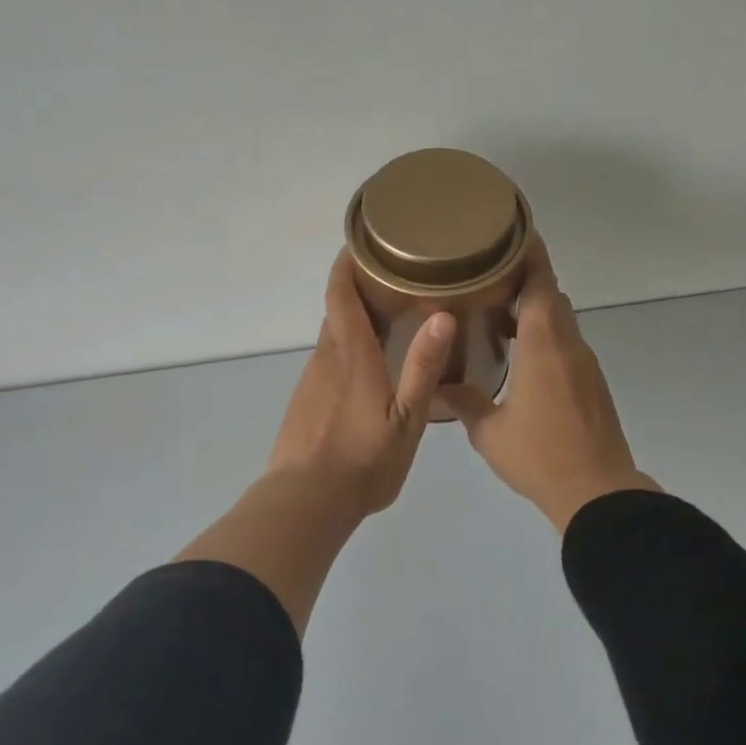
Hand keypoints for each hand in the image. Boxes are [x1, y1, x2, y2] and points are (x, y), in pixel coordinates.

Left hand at [266, 250, 456, 518]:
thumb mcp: (406, 420)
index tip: (362, 242)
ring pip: (332, 338)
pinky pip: (327, 362)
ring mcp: (311, 381)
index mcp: (351, 356)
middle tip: (394, 279)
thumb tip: (441, 315)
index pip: (341, 295)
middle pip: (336, 311)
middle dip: (358, 289)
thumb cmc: (363, 462)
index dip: (348, 264)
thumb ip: (422, 368)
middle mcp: (326, 359)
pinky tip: (366, 368)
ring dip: (353, 321)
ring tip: (388, 319)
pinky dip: (345, 350)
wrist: (306, 502)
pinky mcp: (304, 402)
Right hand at [439, 235, 659, 532]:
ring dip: (534, 310)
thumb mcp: (489, 431)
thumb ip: (463, 401)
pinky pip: (566, 345)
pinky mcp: (592, 385)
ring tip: (496, 313)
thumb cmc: (539, 455)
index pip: (540, 284)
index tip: (512, 233)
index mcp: (543, 346)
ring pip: (560, 321)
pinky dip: (544, 336)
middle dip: (525, 280)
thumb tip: (433, 386)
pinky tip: (519, 355)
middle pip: (551, 296)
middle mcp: (568, 346)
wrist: (596, 491)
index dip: (529, 254)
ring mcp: (585, 365)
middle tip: (487, 275)